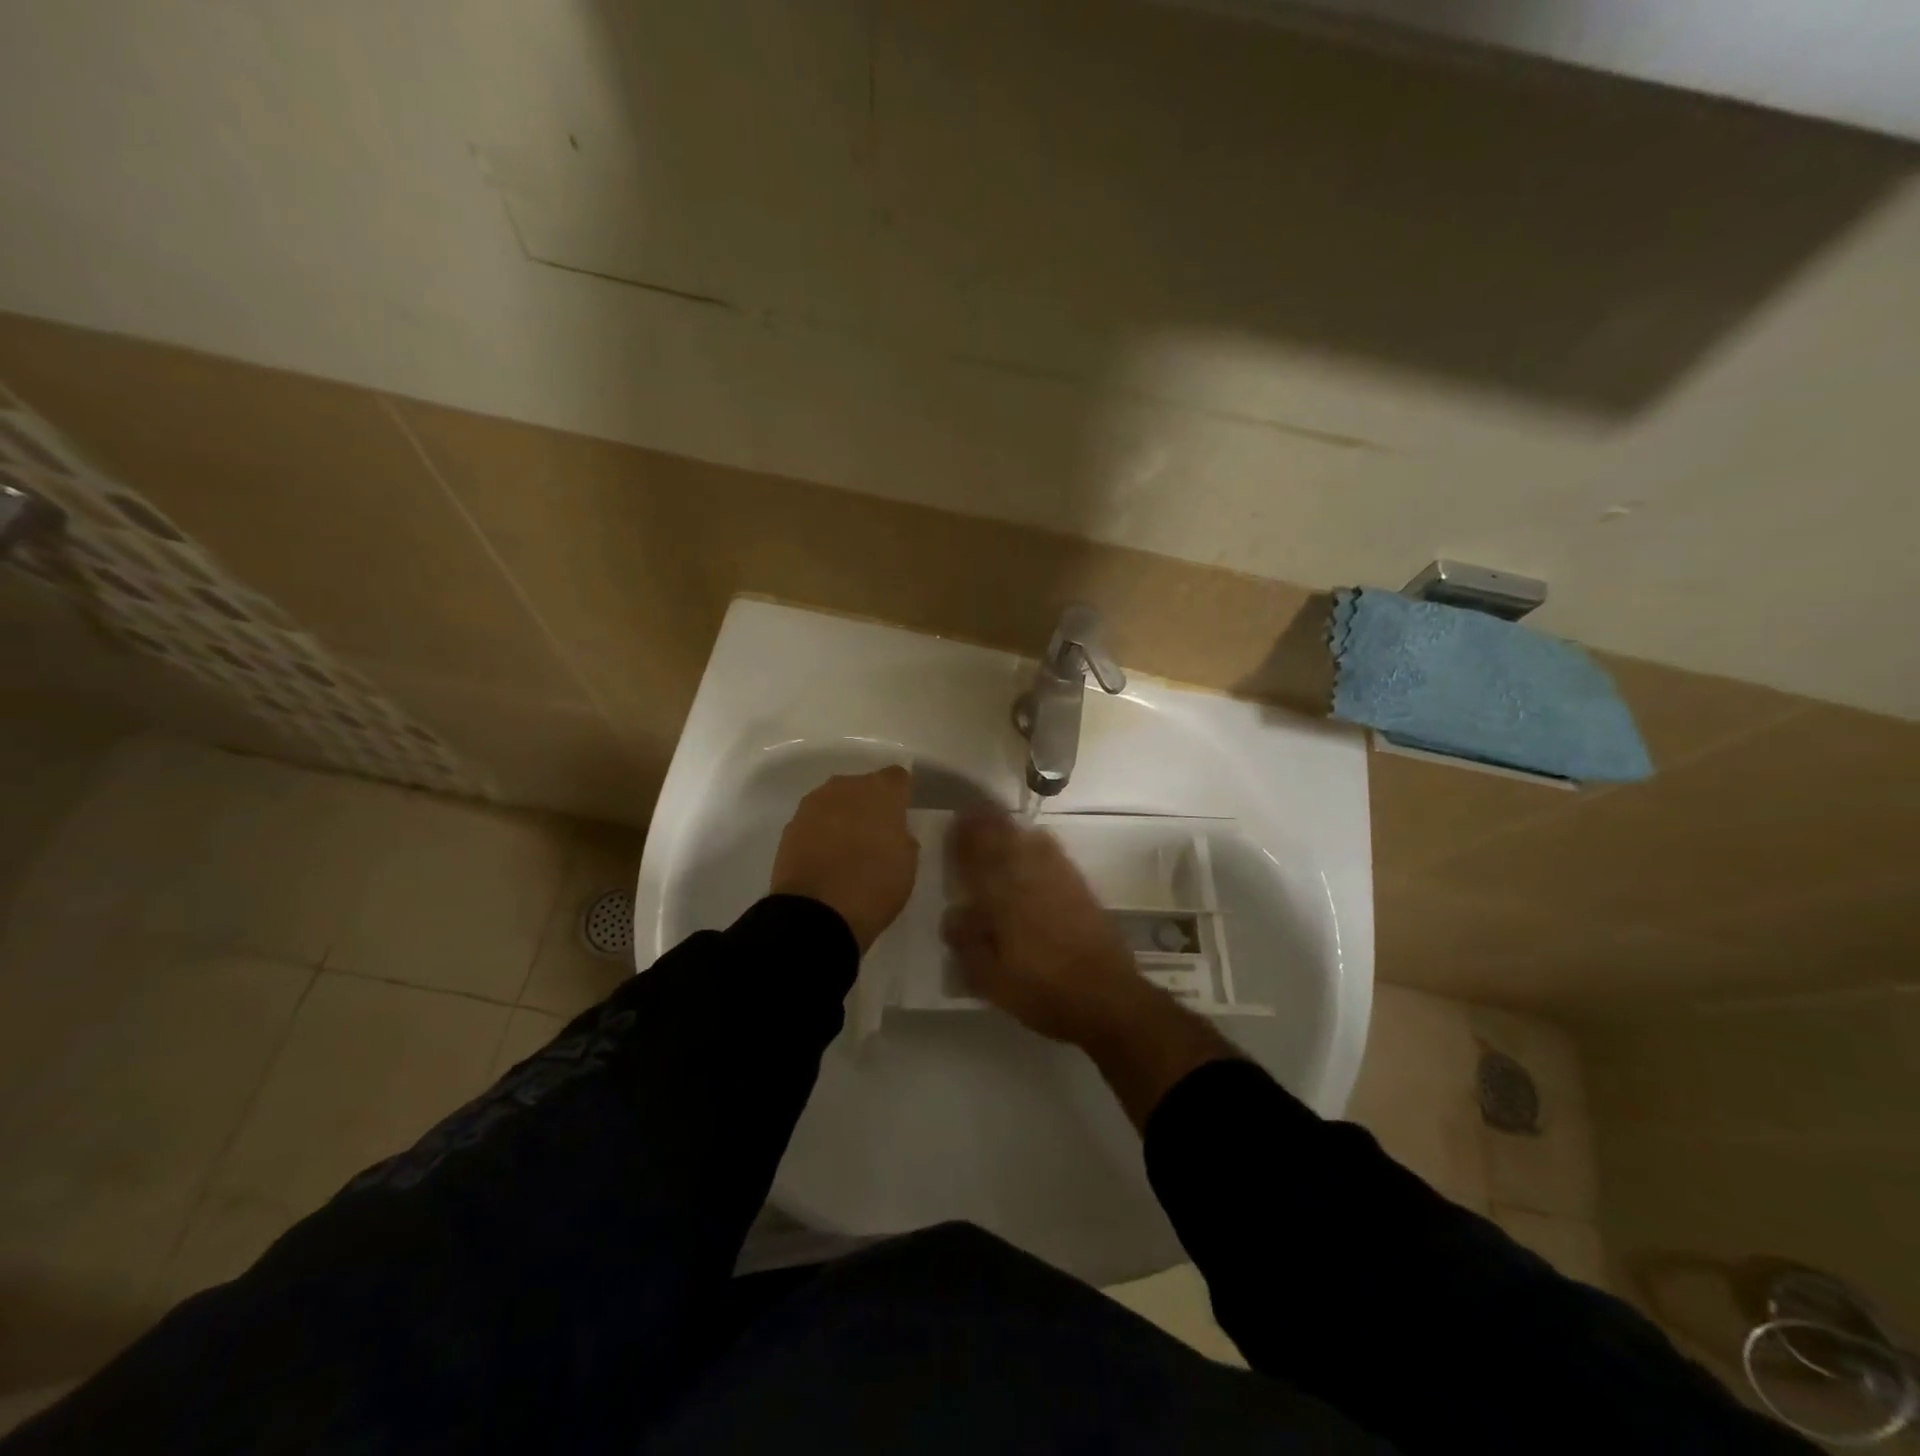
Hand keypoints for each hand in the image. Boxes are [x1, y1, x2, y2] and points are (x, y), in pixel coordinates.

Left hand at [770, 766, 917, 953]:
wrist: (816, 913)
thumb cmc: (874, 886)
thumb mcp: (907, 864)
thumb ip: (902, 837)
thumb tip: (892, 832)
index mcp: (882, 791)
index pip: (898, 777)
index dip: (901, 796)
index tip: (902, 817)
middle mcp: (846, 786)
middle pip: (863, 786)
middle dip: (870, 804)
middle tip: (875, 834)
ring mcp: (813, 804)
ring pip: (836, 801)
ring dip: (843, 816)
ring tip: (847, 847)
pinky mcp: (790, 825)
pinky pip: (814, 821)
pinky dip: (821, 832)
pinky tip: (825, 857)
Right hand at [940, 807, 1152, 1045]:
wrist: (1106, 997)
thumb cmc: (1041, 991)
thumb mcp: (990, 980)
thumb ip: (967, 944)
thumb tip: (954, 914)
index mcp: (1003, 897)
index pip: (977, 855)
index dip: (963, 837)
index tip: (952, 824)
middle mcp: (1030, 877)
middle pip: (1005, 837)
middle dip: (986, 823)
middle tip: (971, 817)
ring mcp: (1060, 878)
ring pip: (1031, 838)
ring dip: (1011, 828)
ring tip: (998, 827)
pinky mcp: (1080, 886)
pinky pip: (1053, 852)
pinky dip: (1037, 843)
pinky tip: (1033, 848)